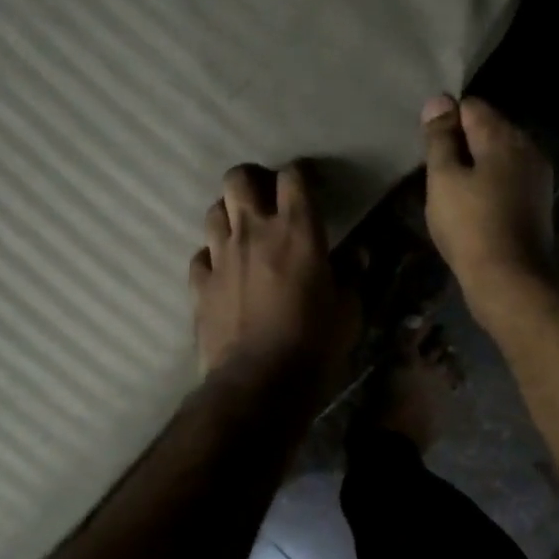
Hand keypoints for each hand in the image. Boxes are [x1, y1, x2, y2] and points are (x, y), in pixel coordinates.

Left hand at [190, 163, 354, 395]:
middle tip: (266, 198)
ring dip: (229, 214)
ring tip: (242, 231)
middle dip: (252, 180)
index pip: (294, 177)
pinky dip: (211, 256)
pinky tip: (222, 270)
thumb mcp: (348, 312)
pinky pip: (200, 255)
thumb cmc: (314, 345)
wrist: (258, 383)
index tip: (311, 185)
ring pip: (213, 210)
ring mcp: (220, 256)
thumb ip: (351, 276)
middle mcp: (254, 231)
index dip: (302, 174)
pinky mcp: (199, 284)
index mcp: (297, 231)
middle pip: (238, 179)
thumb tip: (358, 255)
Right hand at [421, 95, 554, 322]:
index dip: (446, 122)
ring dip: (477, 167)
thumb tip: (438, 101)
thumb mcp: (443, 179)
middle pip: (489, 129)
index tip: (429, 151)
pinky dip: (491, 186)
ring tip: (453, 194)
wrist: (510, 279)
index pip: (471, 106)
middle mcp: (527, 147)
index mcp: (503, 136)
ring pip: (500, 157)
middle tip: (437, 175)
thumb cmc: (470, 226)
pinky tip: (475, 210)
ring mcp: (537, 176)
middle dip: (462, 144)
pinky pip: (509, 180)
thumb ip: (440, 139)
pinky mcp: (539, 203)